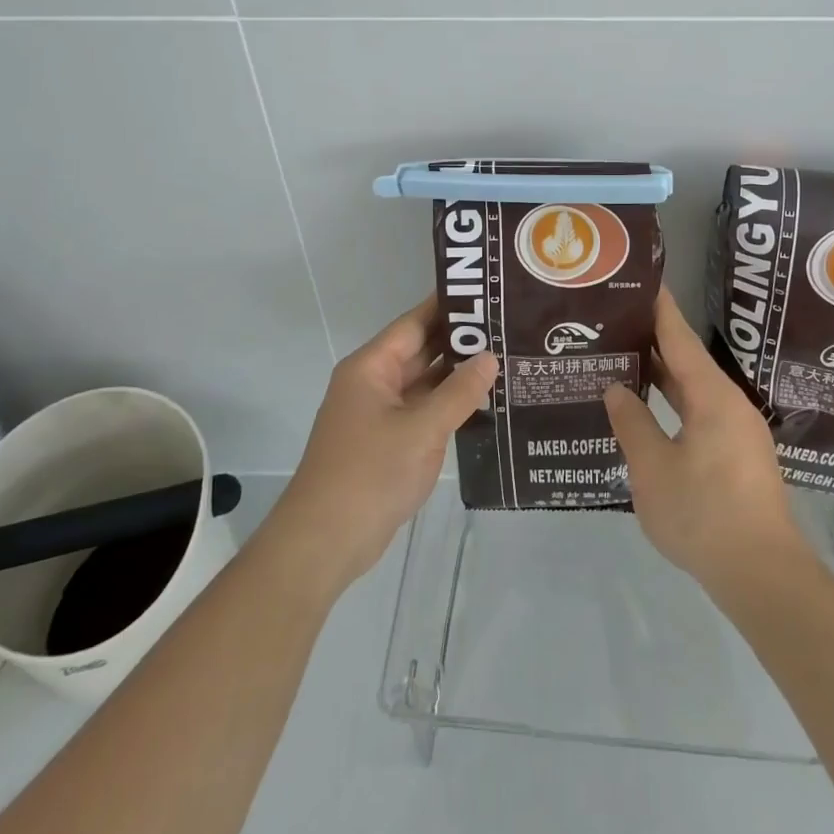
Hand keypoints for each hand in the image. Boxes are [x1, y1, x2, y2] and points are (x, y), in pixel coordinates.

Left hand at [268, 299, 497, 592]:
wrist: (324, 542)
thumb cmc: (370, 474)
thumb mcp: (421, 429)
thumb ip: (459, 392)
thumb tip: (490, 357)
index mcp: (372, 367)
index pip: (415, 323)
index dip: (450, 307)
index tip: (487, 292)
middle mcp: (373, 382)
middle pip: (421, 350)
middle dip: (461, 341)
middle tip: (509, 327)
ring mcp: (379, 413)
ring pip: (424, 382)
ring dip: (458, 374)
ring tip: (506, 358)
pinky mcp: (387, 441)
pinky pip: (423, 410)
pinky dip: (449, 404)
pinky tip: (484, 401)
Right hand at [603, 289, 807, 594]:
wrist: (762, 574)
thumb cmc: (704, 514)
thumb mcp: (653, 469)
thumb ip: (632, 423)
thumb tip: (617, 389)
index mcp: (712, 396)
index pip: (679, 338)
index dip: (659, 308)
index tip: (641, 281)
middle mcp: (729, 404)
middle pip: (687, 360)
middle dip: (653, 340)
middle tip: (616, 321)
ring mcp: (737, 431)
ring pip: (694, 389)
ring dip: (662, 375)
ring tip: (625, 358)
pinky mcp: (738, 455)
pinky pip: (700, 413)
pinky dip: (674, 402)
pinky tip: (649, 409)